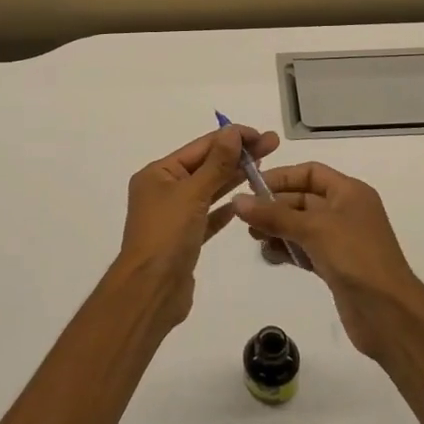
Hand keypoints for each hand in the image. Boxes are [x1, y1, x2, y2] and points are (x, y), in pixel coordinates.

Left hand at [115, 125, 277, 331]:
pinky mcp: (185, 239)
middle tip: (273, 145)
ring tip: (264, 167)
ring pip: (209, 190)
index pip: (201, 147)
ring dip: (234, 178)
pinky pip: (208, 216)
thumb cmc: (167, 235)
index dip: (232, 138)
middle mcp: (164, 190)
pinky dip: (225, 208)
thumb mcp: (192, 193)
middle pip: (206, 166)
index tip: (261, 134)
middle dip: (238, 156)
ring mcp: (174, 215)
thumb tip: (231, 132)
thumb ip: (216, 163)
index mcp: (158, 173)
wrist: (151, 291)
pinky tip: (244, 202)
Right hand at [232, 163, 422, 360]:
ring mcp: (342, 240)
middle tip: (245, 218)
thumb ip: (274, 214)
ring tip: (253, 238)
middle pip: (303, 199)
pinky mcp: (336, 266)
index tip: (251, 188)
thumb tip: (237, 201)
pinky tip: (268, 256)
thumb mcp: (313, 229)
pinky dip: (288, 250)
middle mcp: (346, 211)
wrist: (389, 313)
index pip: (311, 172)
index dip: (282, 177)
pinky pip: (306, 249)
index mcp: (350, 192)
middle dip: (275, 206)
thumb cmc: (355, 257)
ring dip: (278, 229)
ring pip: (302, 226)